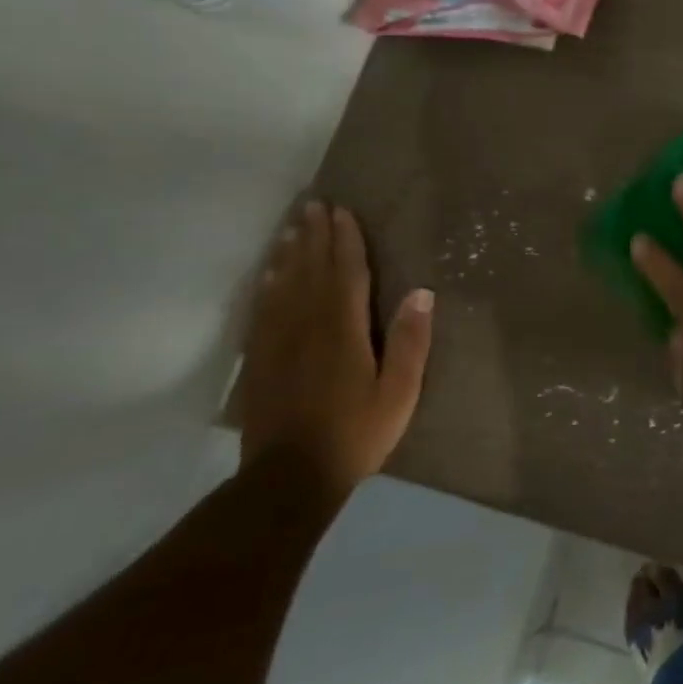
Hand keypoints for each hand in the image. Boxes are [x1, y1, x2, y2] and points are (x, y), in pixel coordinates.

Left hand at [238, 200, 433, 501]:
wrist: (288, 479)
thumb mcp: (399, 392)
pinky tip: (268, 274)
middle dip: (313, 235)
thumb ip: (410, 341)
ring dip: (289, 252)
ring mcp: (278, 341)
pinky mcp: (261, 359)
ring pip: (283, 284)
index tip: (342, 211)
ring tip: (291, 227)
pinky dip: (266, 285)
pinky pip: (262, 310)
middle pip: (310, 270)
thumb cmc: (355, 433)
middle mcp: (307, 325)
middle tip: (313, 205)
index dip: (345, 240)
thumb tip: (421, 293)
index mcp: (343, 330)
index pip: (345, 273)